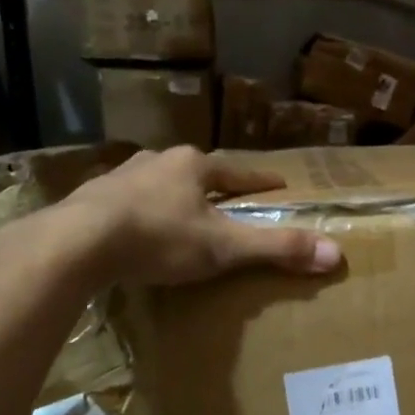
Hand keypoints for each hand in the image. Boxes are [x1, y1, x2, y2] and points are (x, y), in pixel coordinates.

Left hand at [59, 145, 341, 286]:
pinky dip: (140, 212)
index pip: (238, 171)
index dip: (260, 181)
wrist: (77, 243)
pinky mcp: (91, 198)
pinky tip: (137, 229)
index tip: (278, 184)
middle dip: (213, 186)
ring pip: (158, 183)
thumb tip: (337, 253)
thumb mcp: (224, 247)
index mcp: (194, 166)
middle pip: (196, 173)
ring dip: (173, 196)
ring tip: (182, 214)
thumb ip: (277, 249)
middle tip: (227, 201)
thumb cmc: (159, 238)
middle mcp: (158, 161)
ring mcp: (121, 176)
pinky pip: (126, 202)